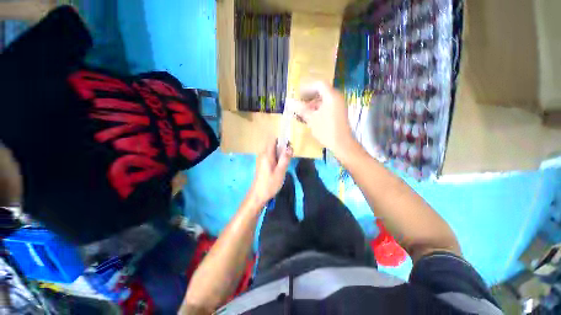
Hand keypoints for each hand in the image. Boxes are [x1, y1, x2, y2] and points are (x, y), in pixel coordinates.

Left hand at [249, 137, 292, 204]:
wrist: (257, 195)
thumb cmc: (269, 184)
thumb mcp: (280, 172)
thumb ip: (285, 158)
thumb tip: (289, 147)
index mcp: (266, 155)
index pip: (273, 140)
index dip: (282, 140)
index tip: (289, 146)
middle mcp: (262, 155)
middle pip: (273, 145)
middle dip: (282, 147)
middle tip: (290, 155)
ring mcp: (261, 159)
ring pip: (272, 151)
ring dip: (280, 152)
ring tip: (287, 160)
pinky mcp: (262, 164)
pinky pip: (270, 156)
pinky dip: (276, 157)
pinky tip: (281, 165)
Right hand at [293, 82, 354, 155]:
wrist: (342, 143)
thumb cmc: (326, 130)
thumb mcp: (311, 119)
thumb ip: (301, 109)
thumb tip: (290, 102)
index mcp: (331, 96)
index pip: (319, 84)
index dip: (307, 87)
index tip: (298, 93)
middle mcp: (337, 98)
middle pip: (322, 90)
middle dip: (310, 95)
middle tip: (300, 101)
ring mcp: (339, 105)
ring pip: (325, 99)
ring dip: (314, 102)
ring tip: (304, 110)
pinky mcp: (339, 112)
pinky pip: (328, 105)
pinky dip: (319, 107)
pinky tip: (312, 115)